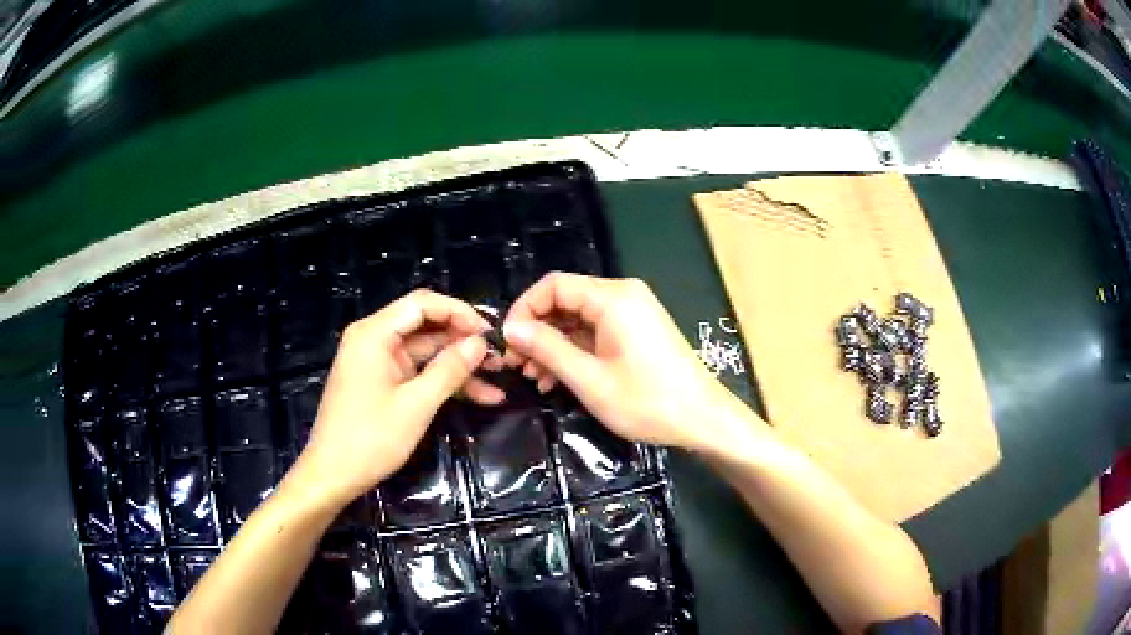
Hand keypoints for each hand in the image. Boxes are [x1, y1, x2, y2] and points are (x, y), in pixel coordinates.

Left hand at [283, 290, 496, 509]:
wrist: (332, 476)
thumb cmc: (369, 439)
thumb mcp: (415, 405)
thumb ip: (449, 369)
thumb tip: (480, 343)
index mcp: (374, 333)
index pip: (423, 304)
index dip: (459, 313)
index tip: (491, 334)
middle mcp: (374, 339)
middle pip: (426, 326)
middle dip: (463, 341)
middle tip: (499, 358)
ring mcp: (378, 362)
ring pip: (426, 352)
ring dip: (459, 365)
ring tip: (498, 379)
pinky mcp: (382, 383)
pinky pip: (417, 373)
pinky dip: (444, 383)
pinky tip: (480, 396)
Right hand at [502, 272, 762, 453]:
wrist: (702, 419)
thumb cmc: (647, 401)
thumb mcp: (589, 379)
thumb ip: (547, 348)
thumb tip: (511, 329)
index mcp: (613, 298)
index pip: (553, 286)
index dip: (524, 310)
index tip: (508, 343)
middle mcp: (623, 296)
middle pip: (565, 301)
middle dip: (537, 331)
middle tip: (517, 366)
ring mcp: (633, 313)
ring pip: (578, 319)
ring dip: (553, 345)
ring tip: (534, 378)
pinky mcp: (638, 331)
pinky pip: (596, 332)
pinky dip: (575, 351)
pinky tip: (558, 378)